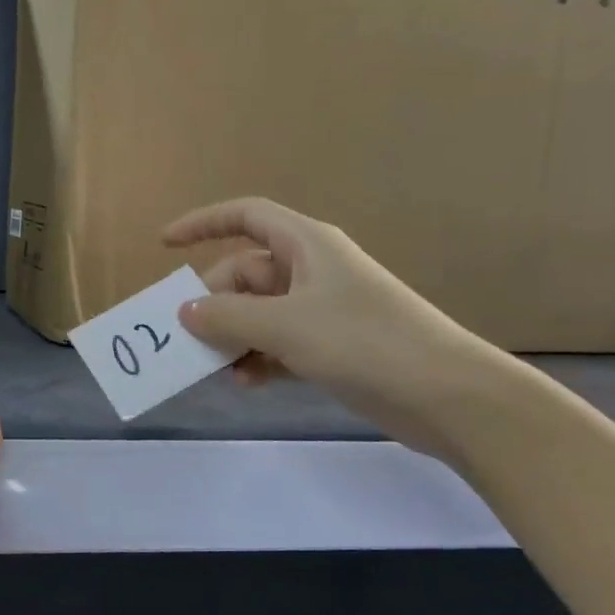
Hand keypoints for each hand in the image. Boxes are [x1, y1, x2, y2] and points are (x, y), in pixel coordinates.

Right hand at [165, 197, 505, 456]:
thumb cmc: (365, 342)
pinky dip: (257, 359)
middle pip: (244, 274)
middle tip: (187, 337)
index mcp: (306, 246)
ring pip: (258, 313)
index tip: (164, 244)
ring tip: (215, 368)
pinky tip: (246, 383)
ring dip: (232, 337)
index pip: (245, 216)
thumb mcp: (286, 325)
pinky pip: (277, 343)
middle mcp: (311, 271)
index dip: (202, 223)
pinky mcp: (331, 346)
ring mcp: (322, 310)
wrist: (450, 397)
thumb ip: (227, 317)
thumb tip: (185, 312)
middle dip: (214, 303)